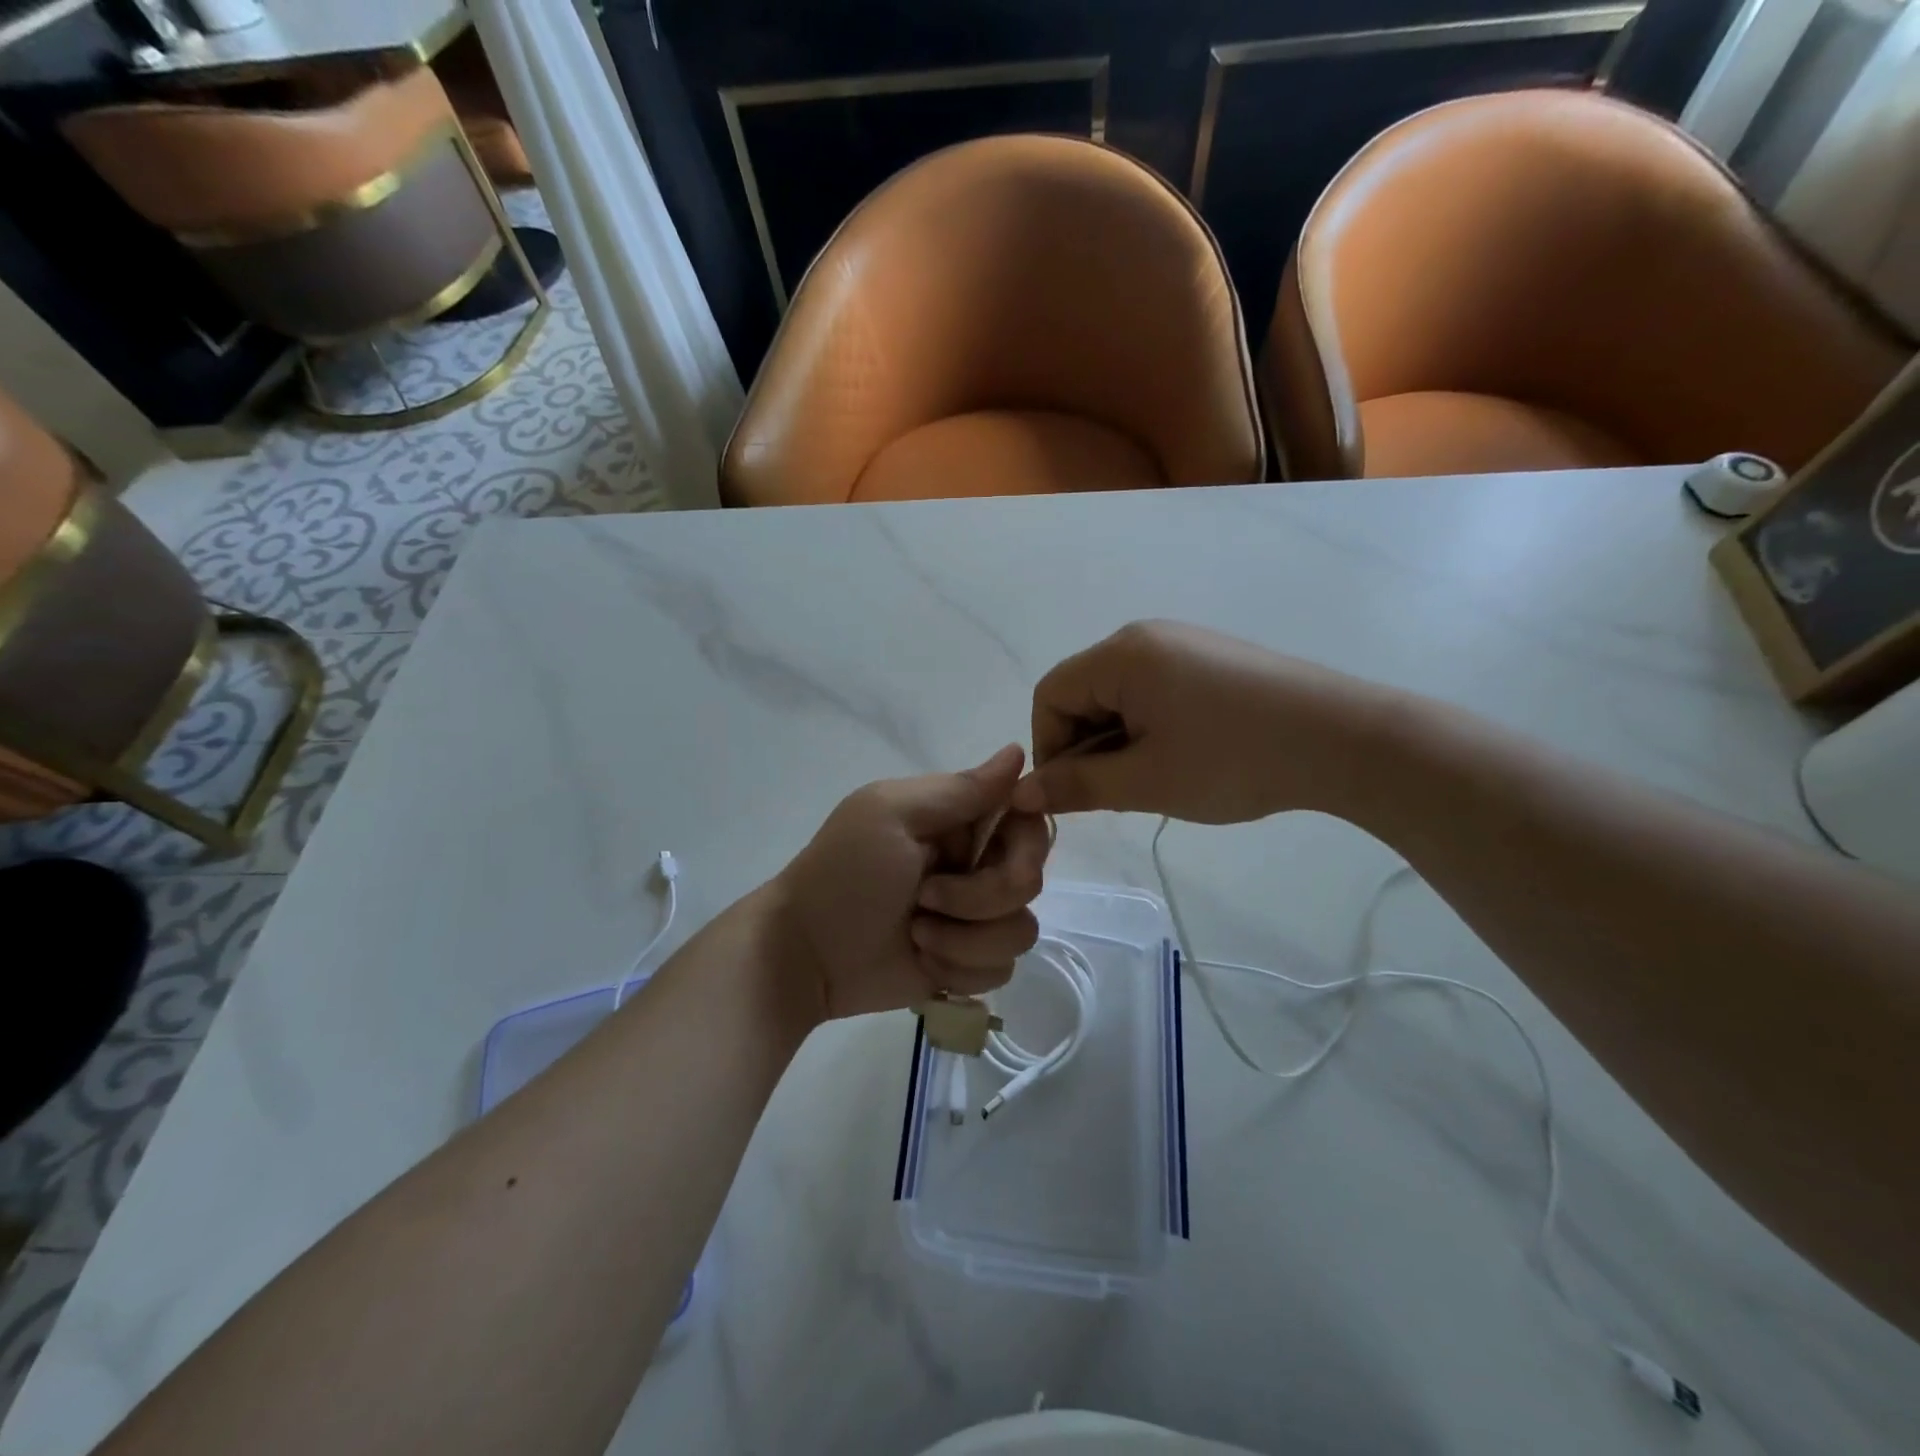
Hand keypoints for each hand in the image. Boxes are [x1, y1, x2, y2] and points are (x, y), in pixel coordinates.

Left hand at [775, 746, 1050, 1020]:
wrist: (806, 953)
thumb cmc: (844, 873)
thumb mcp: (893, 815)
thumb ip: (960, 789)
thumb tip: (1018, 750)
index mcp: (959, 821)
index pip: (1027, 819)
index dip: (1026, 838)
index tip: (995, 851)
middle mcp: (975, 866)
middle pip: (1029, 879)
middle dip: (981, 897)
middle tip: (926, 898)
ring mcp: (973, 919)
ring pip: (1020, 931)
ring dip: (965, 940)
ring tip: (917, 935)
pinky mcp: (967, 963)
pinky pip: (1001, 970)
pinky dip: (959, 969)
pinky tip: (923, 963)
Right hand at [1010, 620, 1391, 824]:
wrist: (1344, 741)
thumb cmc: (1233, 759)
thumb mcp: (1145, 781)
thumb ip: (1077, 786)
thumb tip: (1022, 793)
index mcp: (1120, 655)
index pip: (1049, 696)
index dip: (1049, 748)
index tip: (1073, 795)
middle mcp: (1144, 637)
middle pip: (1082, 693)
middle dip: (1086, 747)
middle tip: (1115, 796)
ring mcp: (1182, 645)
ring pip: (1118, 696)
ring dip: (1118, 742)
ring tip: (1152, 782)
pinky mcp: (1210, 661)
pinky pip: (1152, 692)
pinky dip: (1148, 729)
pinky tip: (1180, 759)